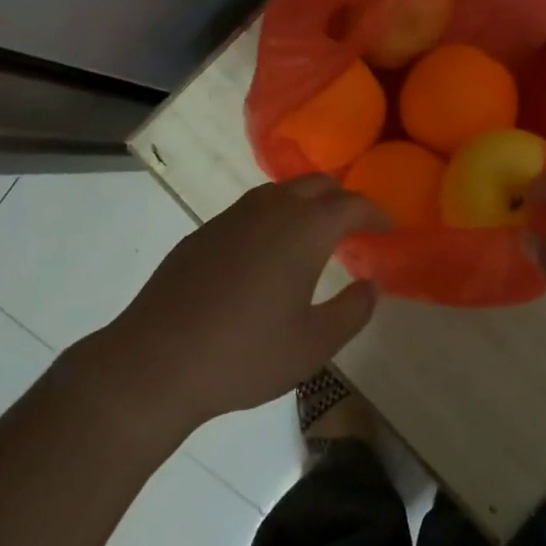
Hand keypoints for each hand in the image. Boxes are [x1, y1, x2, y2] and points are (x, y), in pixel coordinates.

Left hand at [102, 176, 386, 432]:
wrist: (156, 360)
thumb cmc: (245, 354)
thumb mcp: (313, 345)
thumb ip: (352, 311)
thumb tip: (371, 285)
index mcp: (305, 228)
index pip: (352, 203)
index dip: (375, 212)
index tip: (389, 226)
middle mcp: (272, 208)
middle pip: (317, 185)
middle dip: (342, 199)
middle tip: (354, 227)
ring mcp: (233, 215)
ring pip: (281, 192)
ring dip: (305, 204)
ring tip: (313, 236)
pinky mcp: (204, 231)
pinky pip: (251, 210)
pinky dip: (273, 218)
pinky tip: (265, 254)